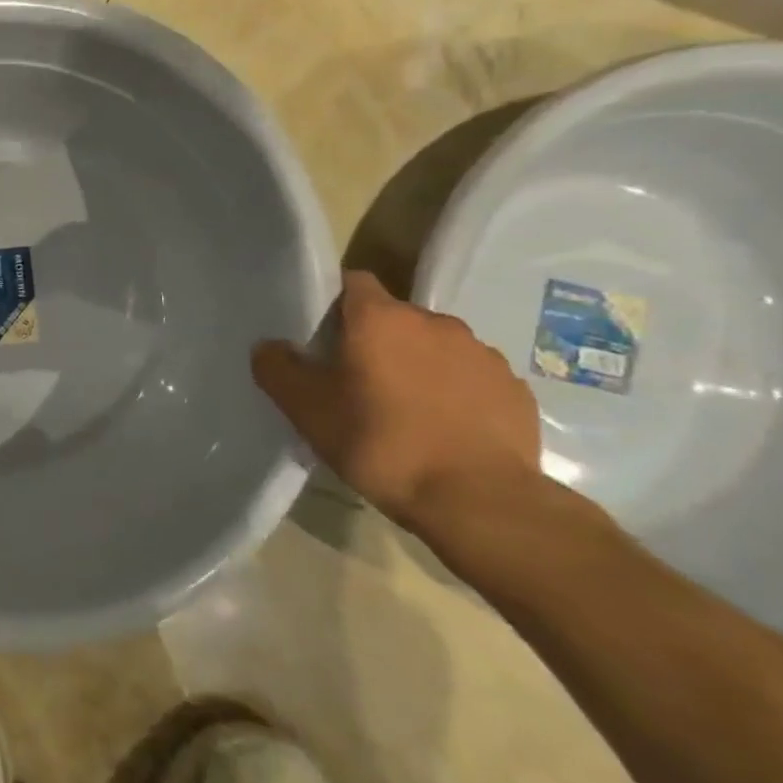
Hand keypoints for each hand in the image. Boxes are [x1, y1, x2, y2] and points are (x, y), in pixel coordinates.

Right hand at [250, 270, 540, 535]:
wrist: (478, 500)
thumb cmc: (381, 443)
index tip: (323, 336)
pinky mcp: (513, 389)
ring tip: (404, 411)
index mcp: (380, 318)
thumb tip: (269, 346)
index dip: (334, 303)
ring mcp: (481, 353)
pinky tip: (443, 430)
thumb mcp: (306, 409)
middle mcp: (433, 322)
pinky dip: (454, 393)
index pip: (352, 282)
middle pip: (393, 318)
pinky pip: (471, 378)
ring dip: (417, 366)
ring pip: (434, 347)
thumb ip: (277, 368)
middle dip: (375, 342)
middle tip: (356, 383)